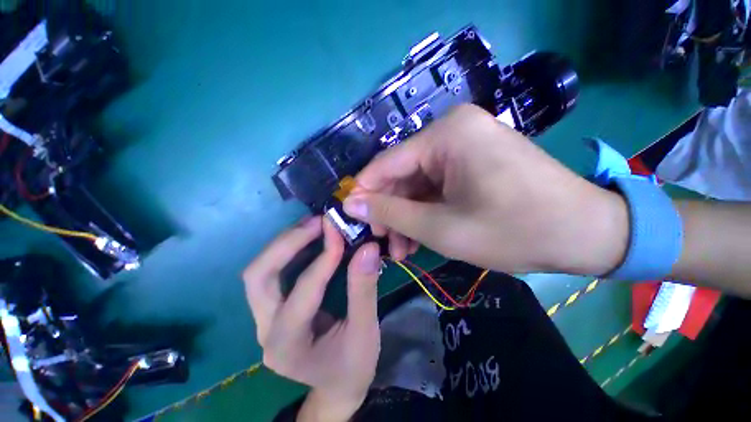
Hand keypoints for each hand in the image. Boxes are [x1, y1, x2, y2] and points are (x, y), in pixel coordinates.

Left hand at [243, 217, 380, 420]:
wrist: (336, 386)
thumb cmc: (352, 366)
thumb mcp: (365, 333)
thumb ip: (364, 290)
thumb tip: (368, 248)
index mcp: (288, 346)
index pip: (304, 291)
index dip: (323, 258)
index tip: (339, 232)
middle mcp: (266, 330)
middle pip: (259, 277)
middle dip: (287, 243)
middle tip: (318, 223)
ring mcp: (263, 318)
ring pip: (260, 271)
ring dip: (286, 242)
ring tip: (314, 224)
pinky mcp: (271, 308)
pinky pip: (272, 271)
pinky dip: (289, 249)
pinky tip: (310, 236)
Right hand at [343, 104, 628, 275]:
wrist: (585, 233)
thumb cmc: (513, 230)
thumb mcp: (440, 228)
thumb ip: (390, 212)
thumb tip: (351, 203)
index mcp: (446, 135)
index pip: (386, 164)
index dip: (365, 192)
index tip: (352, 218)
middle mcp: (453, 131)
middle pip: (402, 174)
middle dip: (390, 211)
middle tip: (384, 244)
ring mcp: (465, 145)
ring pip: (418, 184)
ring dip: (407, 216)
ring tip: (402, 250)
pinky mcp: (473, 161)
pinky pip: (436, 186)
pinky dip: (426, 211)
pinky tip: (420, 236)